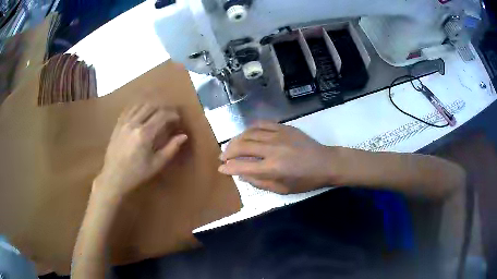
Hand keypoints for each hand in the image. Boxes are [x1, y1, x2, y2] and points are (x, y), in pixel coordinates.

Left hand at [94, 104, 187, 198]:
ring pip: (140, 105)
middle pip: (151, 106)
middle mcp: (134, 124)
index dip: (172, 114)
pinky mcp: (118, 124)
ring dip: (151, 105)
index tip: (177, 118)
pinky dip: (138, 107)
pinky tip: (141, 112)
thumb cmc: (136, 174)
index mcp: (145, 134)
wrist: (113, 177)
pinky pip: (129, 109)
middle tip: (169, 114)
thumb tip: (183, 136)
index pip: (162, 115)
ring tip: (156, 112)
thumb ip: (171, 148)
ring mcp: (124, 122)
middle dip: (163, 108)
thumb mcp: (156, 164)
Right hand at [219, 122, 339, 193]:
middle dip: (228, 151)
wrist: (325, 162)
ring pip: (249, 133)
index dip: (229, 167)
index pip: (242, 166)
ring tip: (232, 146)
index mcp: (273, 168)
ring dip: (236, 139)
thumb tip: (242, 175)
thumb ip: (260, 182)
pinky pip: (262, 124)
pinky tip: (247, 134)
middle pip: (242, 146)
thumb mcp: (283, 189)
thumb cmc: (305, 180)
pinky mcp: (284, 127)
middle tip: (223, 156)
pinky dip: (250, 128)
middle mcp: (272, 149)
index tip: (221, 168)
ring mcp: (278, 135)